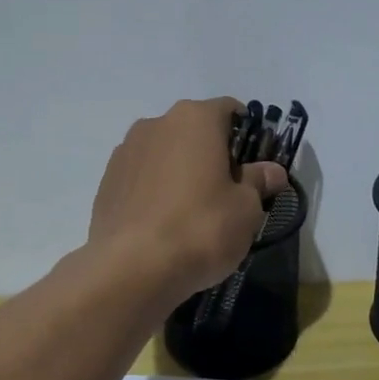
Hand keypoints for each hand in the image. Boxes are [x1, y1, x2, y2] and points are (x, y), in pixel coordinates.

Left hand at [89, 98, 288, 303]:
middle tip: (227, 193)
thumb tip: (272, 171)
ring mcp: (125, 152)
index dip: (247, 135)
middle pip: (194, 132)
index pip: (229, 111)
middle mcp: (156, 124)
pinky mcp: (106, 183)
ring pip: (165, 154)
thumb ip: (258, 182)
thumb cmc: (202, 228)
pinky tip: (165, 224)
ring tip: (193, 213)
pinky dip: (156, 192)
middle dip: (212, 155)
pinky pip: (142, 178)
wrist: (132, 269)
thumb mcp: (246, 208)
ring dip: (181, 172)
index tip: (254, 166)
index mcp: (195, 119)